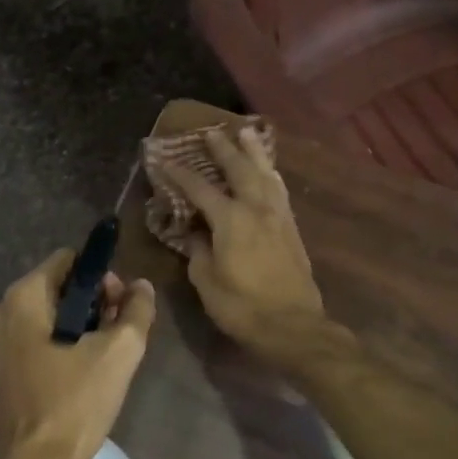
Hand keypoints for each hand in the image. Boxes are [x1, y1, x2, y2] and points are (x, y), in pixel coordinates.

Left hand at [0, 249, 155, 458]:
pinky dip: (62, 346)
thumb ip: (136, 310)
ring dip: (81, 326)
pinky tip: (83, 373)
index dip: (103, 276)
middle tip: (120, 333)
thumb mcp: (119, 353)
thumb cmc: (75, 404)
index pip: (69, 260)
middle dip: (94, 302)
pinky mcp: (0, 369)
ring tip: (106, 356)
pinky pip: (37, 340)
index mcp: (23, 297)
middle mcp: (2, 311)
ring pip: (50, 315)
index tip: (122, 306)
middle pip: (59, 287)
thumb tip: (141, 286)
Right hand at [163, 126, 329, 365]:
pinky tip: (269, 172)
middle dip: (223, 149)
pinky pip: (279, 190)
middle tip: (211, 132)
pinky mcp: (292, 229)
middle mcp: (256, 208)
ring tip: (247, 134)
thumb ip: (198, 251)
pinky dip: (270, 174)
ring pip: (265, 174)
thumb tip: (194, 233)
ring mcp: (278, 217)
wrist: (293, 326)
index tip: (164, 160)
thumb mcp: (206, 281)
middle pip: (239, 169)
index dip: (180, 174)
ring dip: (254, 152)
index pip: (200, 188)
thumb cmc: (242, 306)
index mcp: (231, 219)